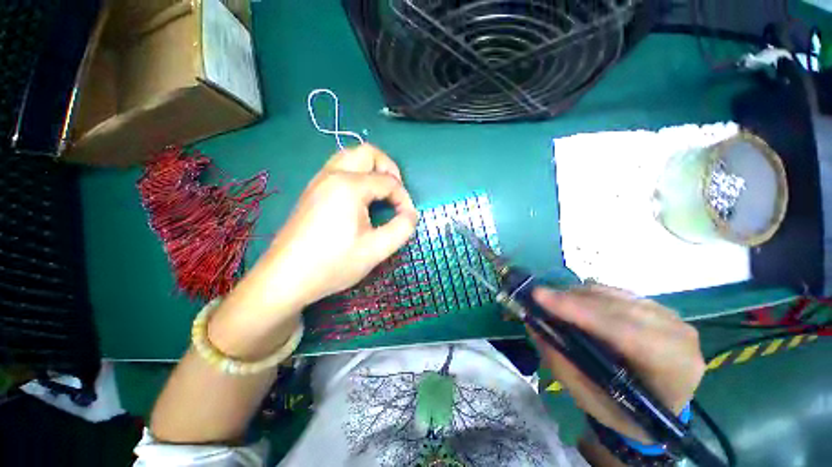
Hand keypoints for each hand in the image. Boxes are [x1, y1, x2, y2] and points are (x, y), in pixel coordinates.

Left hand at [262, 144, 417, 307]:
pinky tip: (360, 200)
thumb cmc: (332, 264)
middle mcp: (332, 175)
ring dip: (372, 170)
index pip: (389, 181)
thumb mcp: (376, 250)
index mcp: (349, 186)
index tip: (408, 218)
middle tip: (395, 193)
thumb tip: (411, 214)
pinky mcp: (312, 191)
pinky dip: (357, 175)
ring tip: (381, 194)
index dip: (404, 198)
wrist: (285, 278)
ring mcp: (319, 181)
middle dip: (389, 169)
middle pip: (368, 153)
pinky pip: (339, 169)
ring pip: (351, 158)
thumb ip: (402, 228)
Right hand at [531, 285, 705, 442]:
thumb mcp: (591, 401)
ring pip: (613, 294)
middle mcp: (678, 335)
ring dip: (577, 296)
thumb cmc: (626, 411)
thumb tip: (534, 326)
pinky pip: (615, 292)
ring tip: (553, 302)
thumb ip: (563, 365)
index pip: (624, 332)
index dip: (579, 312)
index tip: (539, 297)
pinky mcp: (657, 306)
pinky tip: (574, 304)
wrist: (660, 404)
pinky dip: (589, 295)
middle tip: (537, 297)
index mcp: (673, 369)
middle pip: (616, 307)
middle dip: (572, 300)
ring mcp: (670, 316)